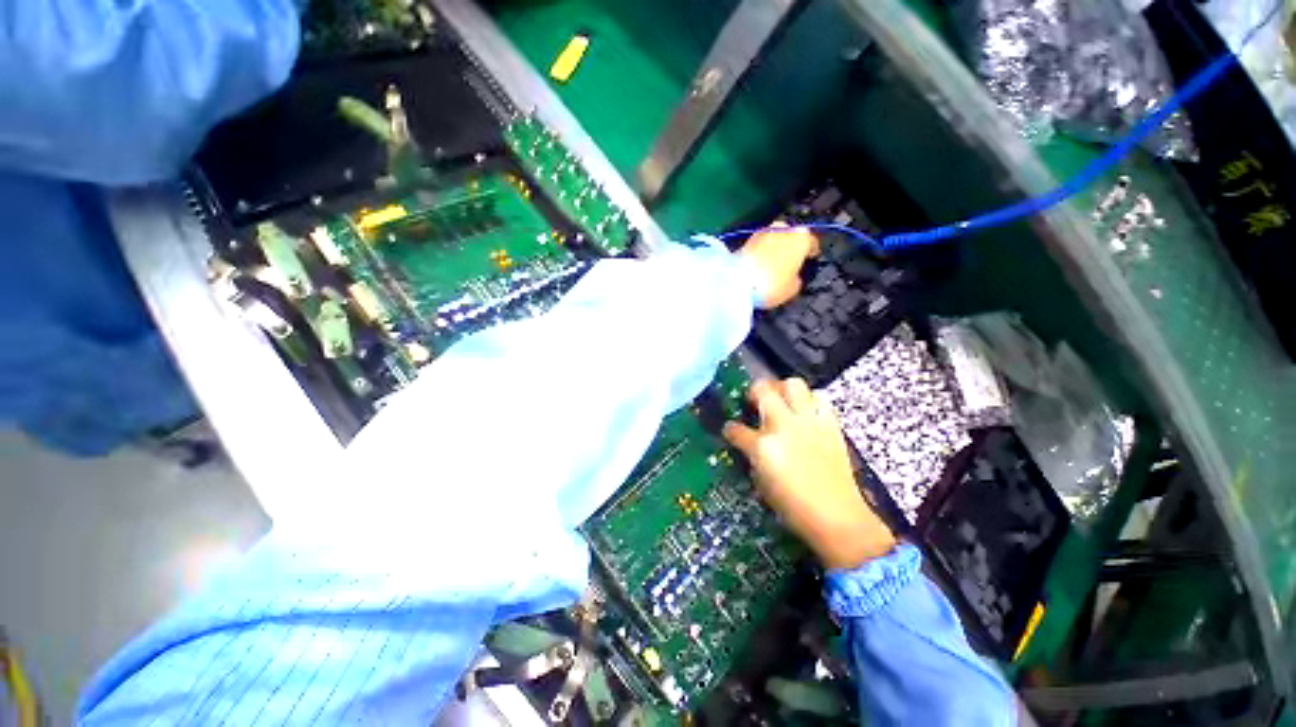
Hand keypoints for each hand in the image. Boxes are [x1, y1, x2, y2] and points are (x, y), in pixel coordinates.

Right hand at [723, 378, 895, 569]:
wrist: (838, 517)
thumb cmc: (794, 507)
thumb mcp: (762, 484)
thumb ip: (753, 457)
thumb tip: (749, 444)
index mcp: (763, 446)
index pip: (736, 429)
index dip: (730, 429)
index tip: (730, 431)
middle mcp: (784, 425)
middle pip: (764, 390)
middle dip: (755, 392)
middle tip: (755, 401)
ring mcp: (808, 421)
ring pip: (793, 384)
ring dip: (783, 389)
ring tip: (782, 401)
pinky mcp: (830, 424)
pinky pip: (819, 398)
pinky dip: (809, 400)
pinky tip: (805, 413)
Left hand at [738, 223, 818, 308]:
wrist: (737, 281)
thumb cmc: (772, 285)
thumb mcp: (792, 289)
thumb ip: (796, 279)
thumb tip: (793, 276)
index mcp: (801, 239)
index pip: (811, 242)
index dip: (811, 251)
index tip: (810, 257)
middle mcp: (783, 230)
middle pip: (791, 235)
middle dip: (791, 245)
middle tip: (790, 259)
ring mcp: (763, 233)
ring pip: (774, 237)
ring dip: (775, 247)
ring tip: (773, 262)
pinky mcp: (745, 240)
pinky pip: (760, 245)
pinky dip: (761, 252)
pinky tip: (760, 263)